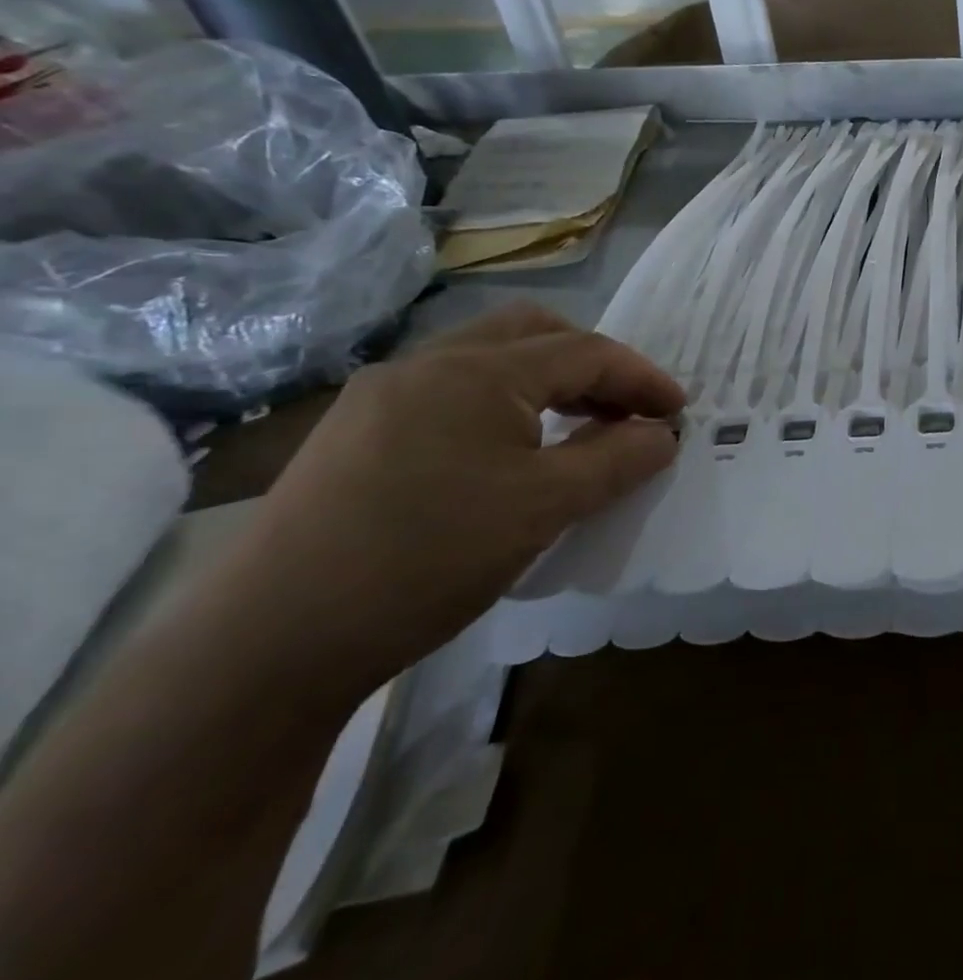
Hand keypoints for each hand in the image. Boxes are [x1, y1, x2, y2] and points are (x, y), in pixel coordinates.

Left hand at [215, 304, 683, 697]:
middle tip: (625, 409)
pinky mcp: (354, 433)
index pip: (585, 352)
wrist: (266, 646)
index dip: (642, 377)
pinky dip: (501, 405)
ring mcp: (381, 395)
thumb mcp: (545, 509)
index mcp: (477, 371)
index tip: (680, 411)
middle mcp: (427, 364)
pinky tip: (505, 453)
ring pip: (488, 360)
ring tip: (575, 429)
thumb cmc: (428, 560)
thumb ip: (617, 460)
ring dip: (545, 382)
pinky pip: (450, 393)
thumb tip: (662, 434)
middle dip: (592, 363)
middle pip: (534, 332)